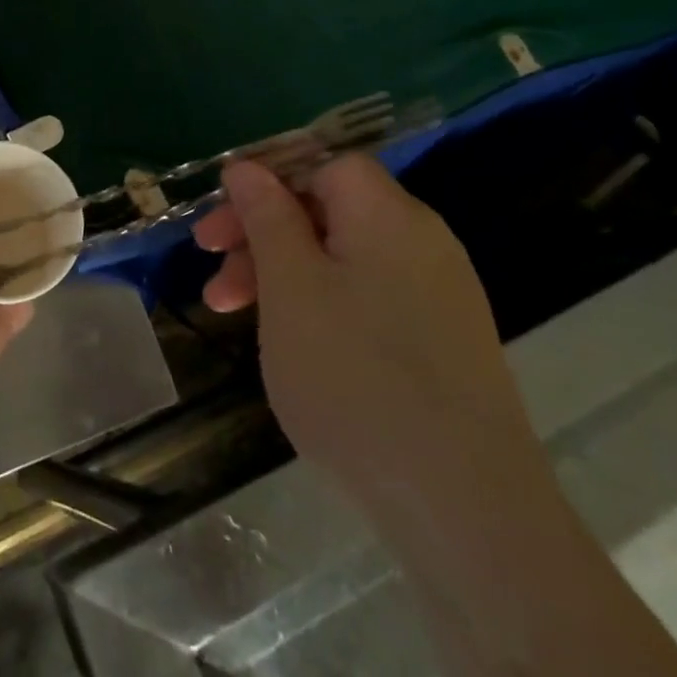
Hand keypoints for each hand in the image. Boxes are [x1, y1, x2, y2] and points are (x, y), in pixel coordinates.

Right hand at [193, 155, 541, 512]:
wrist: (466, 511)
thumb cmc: (356, 377)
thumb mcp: (290, 286)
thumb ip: (267, 216)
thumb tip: (247, 167)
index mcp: (388, 215)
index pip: (323, 164)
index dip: (268, 180)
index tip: (223, 220)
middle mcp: (421, 241)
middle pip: (327, 210)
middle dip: (262, 232)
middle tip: (210, 264)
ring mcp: (437, 294)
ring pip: (341, 258)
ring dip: (281, 273)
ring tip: (229, 311)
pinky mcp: (442, 343)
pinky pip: (367, 297)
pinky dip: (320, 305)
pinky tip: (291, 343)